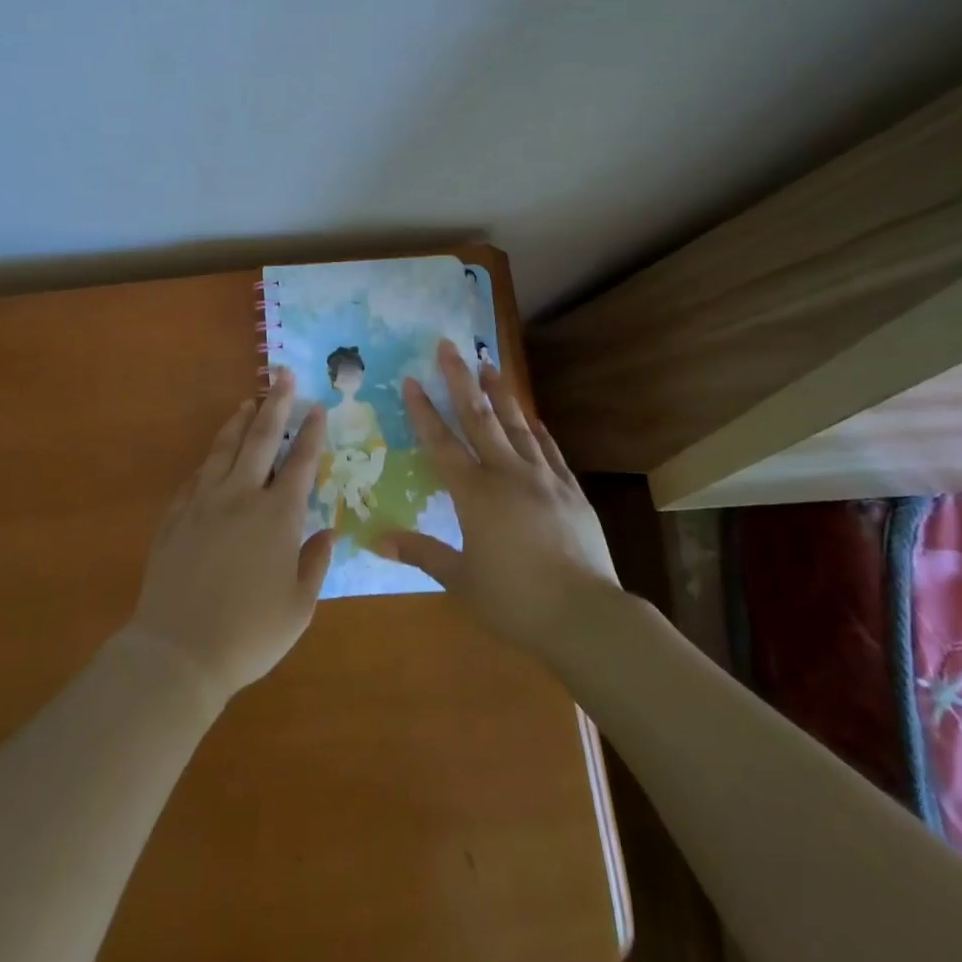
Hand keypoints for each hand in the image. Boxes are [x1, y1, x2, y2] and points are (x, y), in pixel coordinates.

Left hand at [127, 370, 333, 707]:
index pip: (300, 462)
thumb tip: (327, 533)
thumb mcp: (299, 607)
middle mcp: (241, 497)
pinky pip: (194, 479)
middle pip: (261, 439)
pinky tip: (210, 459)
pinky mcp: (175, 518)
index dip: (311, 433)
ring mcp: (203, 504)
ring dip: (238, 423)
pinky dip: (207, 463)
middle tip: (282, 375)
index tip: (317, 406)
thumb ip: (315, 564)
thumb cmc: (249, 634)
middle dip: (275, 404)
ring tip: (247, 402)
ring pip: (223, 450)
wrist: (178, 652)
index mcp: (277, 516)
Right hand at [379, 341, 620, 664]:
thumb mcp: (461, 580)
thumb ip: (421, 553)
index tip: (411, 380)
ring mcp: (543, 478)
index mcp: (475, 495)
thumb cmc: (514, 601)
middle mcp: (507, 475)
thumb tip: (377, 540)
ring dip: (500, 393)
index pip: (442, 443)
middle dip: (460, 380)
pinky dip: (538, 430)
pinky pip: (550, 450)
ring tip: (489, 365)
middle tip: (449, 346)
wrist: (584, 615)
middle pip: (479, 418)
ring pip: (517, 425)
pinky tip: (533, 417)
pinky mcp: (571, 490)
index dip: (423, 411)